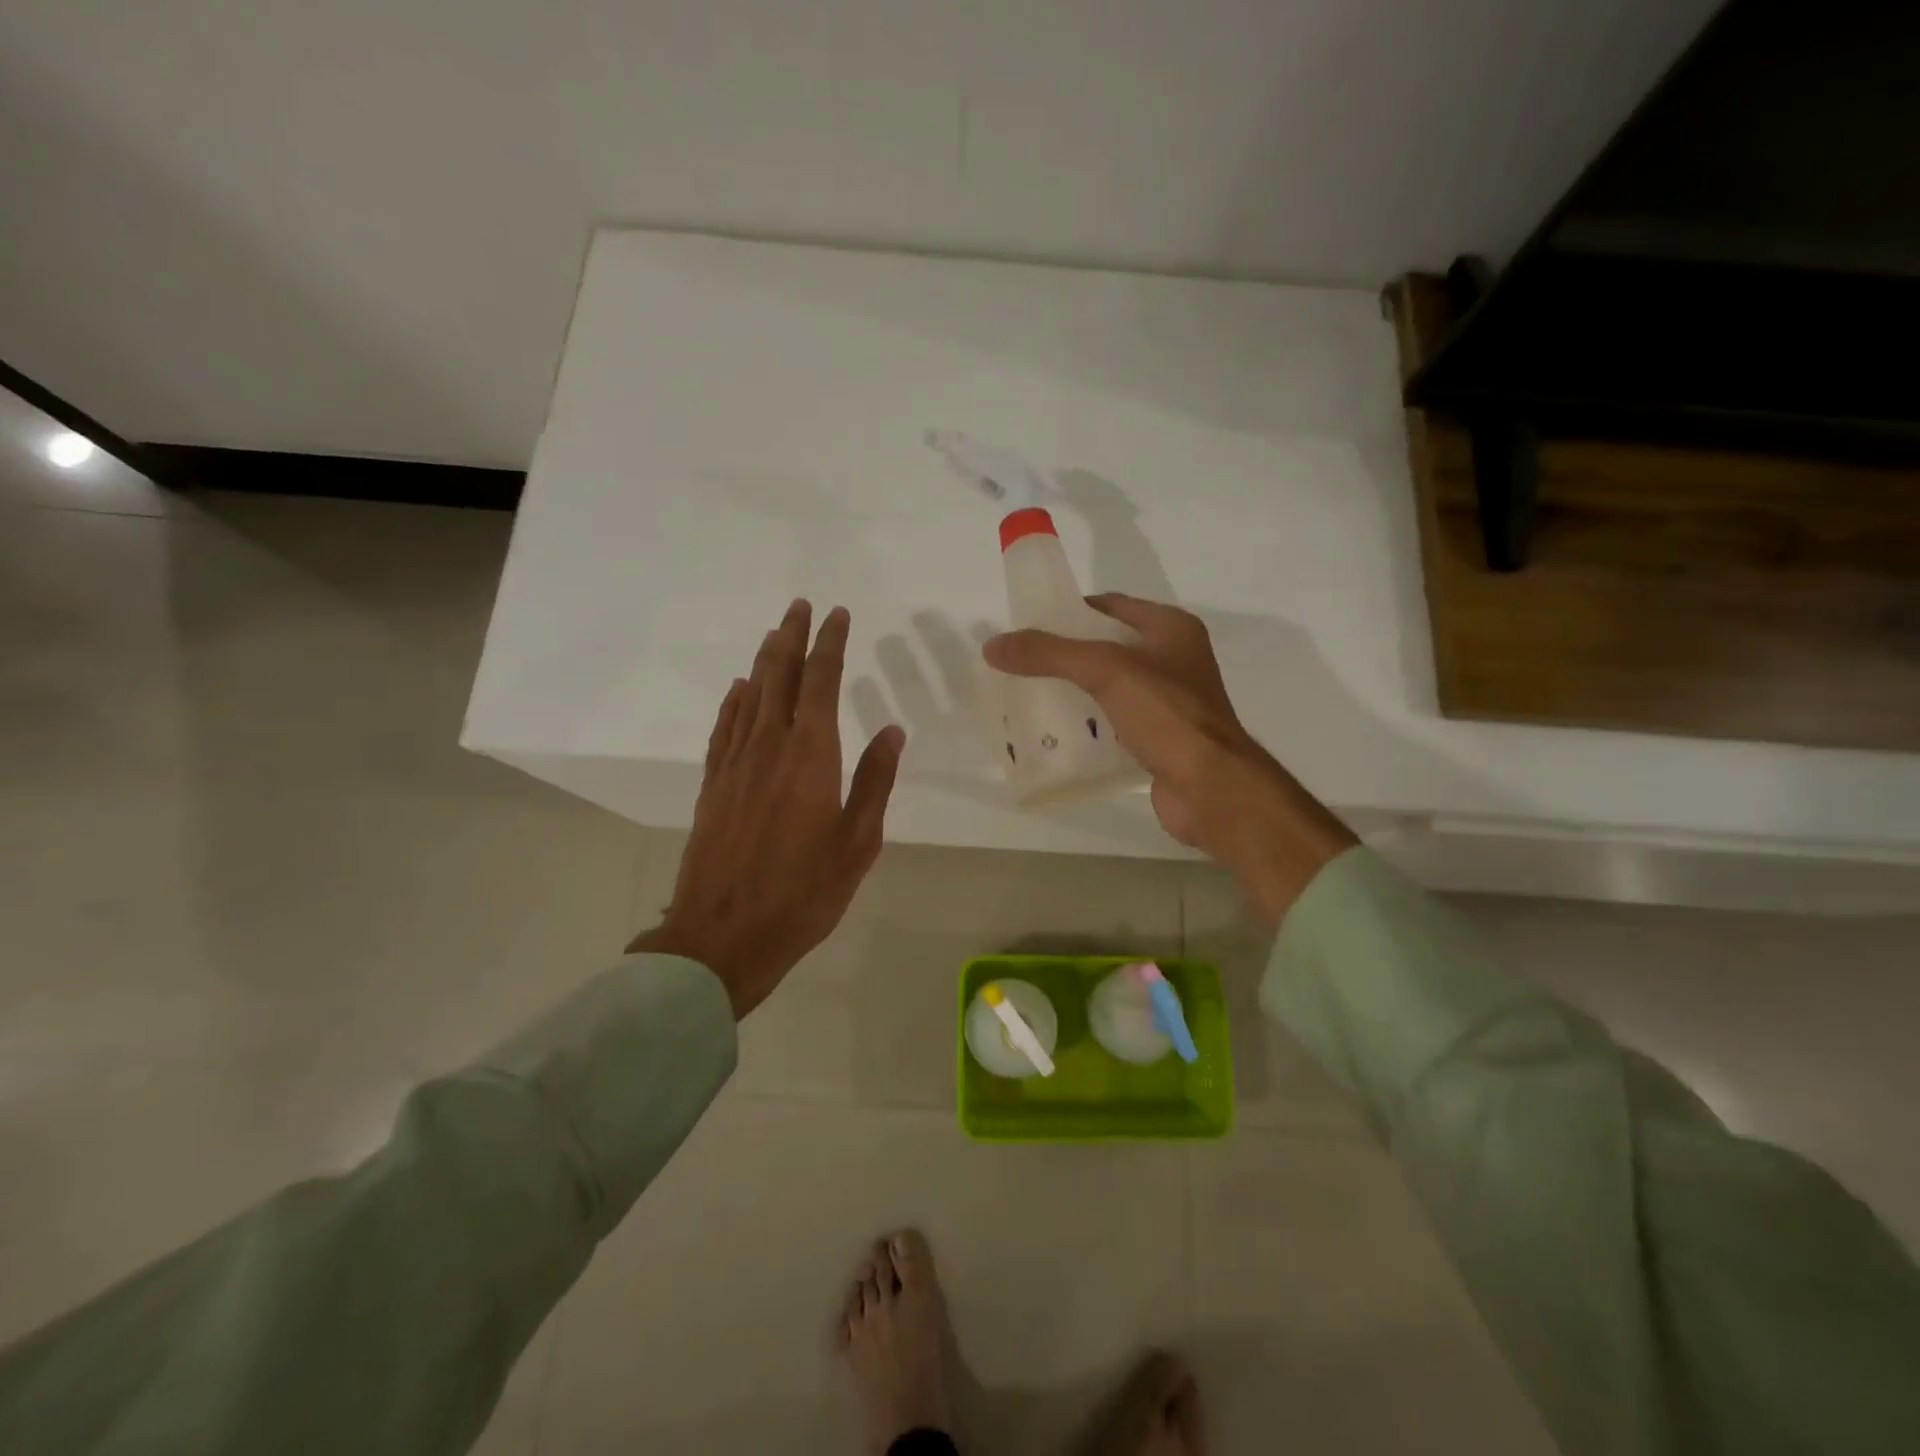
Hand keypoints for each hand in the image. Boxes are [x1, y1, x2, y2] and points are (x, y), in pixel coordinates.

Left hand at [631, 600, 905, 1017]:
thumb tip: (891, 729)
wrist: (723, 935)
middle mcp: (769, 746)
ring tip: (775, 634)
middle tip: (800, 606)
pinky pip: (723, 728)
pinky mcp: (713, 785)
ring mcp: (734, 764)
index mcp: (810, 756)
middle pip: (779, 676)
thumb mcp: (858, 842)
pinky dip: (733, 702)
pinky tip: (739, 690)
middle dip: (792, 637)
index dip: (830, 644)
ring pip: (749, 696)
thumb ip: (874, 781)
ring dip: (764, 661)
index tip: (837, 615)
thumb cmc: (803, 892)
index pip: (821, 682)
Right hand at [983, 593, 1353, 923]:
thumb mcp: (1106, 671)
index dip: (1071, 610)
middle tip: (1022, 663)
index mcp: (1171, 629)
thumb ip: (1050, 654)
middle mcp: (1174, 659)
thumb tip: (994, 645)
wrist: (1211, 787)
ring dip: (1074, 691)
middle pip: (1108, 647)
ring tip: (1029, 696)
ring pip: (1110, 687)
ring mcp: (1169, 702)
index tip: (1030, 624)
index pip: (1111, 606)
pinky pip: (1115, 722)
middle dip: (1066, 655)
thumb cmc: (1167, 715)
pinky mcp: (1160, 739)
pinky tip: (1056, 733)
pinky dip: (1088, 724)